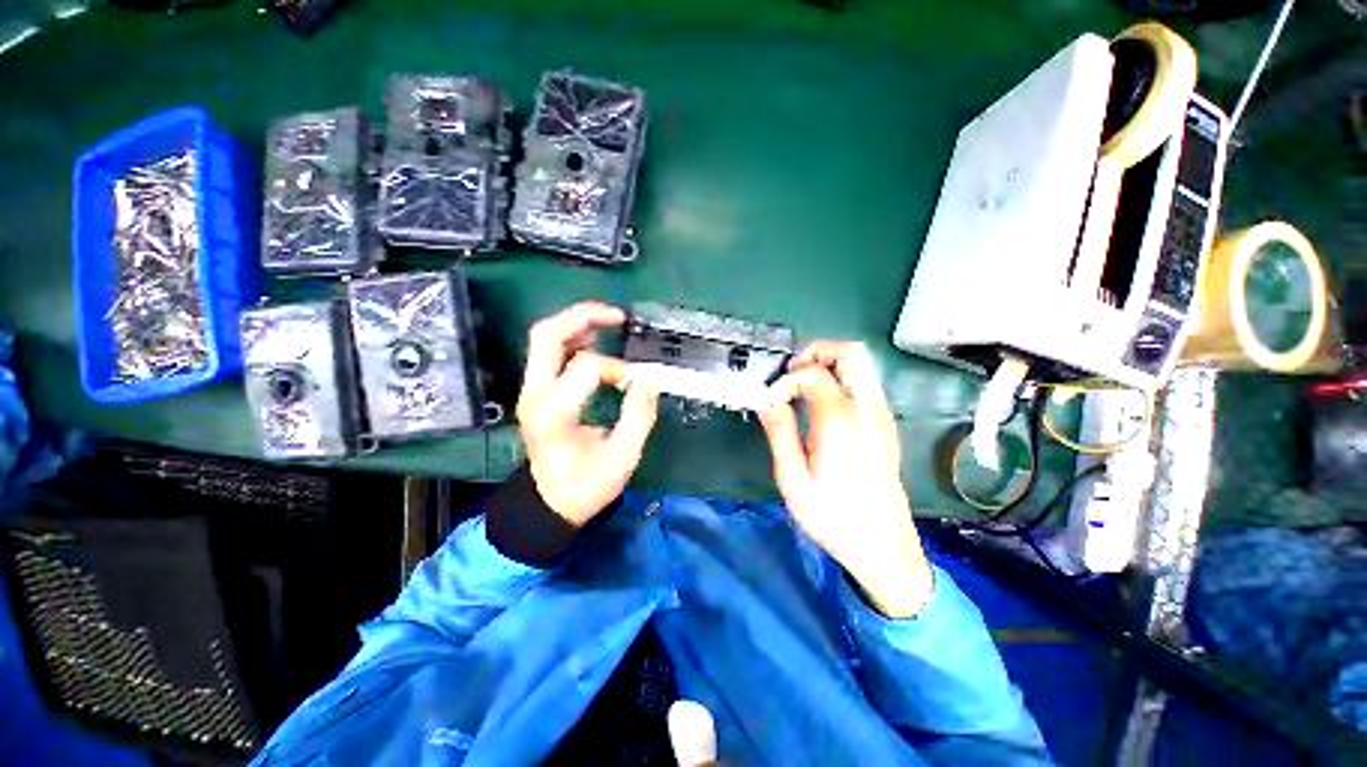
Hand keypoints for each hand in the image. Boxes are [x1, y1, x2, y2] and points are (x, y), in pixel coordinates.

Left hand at [516, 302, 659, 526]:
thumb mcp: (621, 458)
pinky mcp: (536, 392)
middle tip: (618, 316)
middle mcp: (535, 393)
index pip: (587, 366)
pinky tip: (596, 343)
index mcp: (554, 411)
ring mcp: (531, 390)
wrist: (549, 504)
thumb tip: (649, 380)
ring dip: (577, 324)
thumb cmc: (585, 486)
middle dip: (583, 316)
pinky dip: (573, 340)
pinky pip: (549, 352)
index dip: (618, 369)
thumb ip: (638, 417)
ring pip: (544, 338)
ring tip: (611, 323)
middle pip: (547, 334)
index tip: (637, 384)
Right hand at [761, 342, 932, 617]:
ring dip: (829, 365)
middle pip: (852, 353)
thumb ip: (779, 432)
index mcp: (841, 421)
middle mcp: (868, 410)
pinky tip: (821, 407)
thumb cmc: (834, 518)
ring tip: (801, 389)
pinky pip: (865, 385)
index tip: (771, 402)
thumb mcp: (793, 479)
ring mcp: (882, 417)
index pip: (812, 373)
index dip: (785, 380)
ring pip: (862, 366)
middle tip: (791, 375)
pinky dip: (841, 380)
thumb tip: (767, 400)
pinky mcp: (885, 427)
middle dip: (817, 353)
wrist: (884, 549)